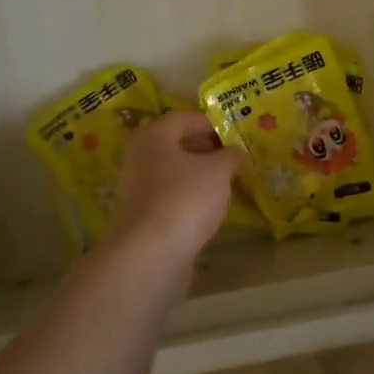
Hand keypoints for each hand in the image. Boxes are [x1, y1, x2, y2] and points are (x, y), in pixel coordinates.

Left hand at [104, 110, 245, 266]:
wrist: (151, 255)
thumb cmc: (185, 199)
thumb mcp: (218, 171)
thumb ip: (230, 156)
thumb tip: (236, 152)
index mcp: (153, 136)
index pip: (185, 118)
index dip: (212, 123)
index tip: (236, 134)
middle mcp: (140, 157)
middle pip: (177, 144)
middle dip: (207, 149)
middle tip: (235, 157)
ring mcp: (137, 188)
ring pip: (174, 171)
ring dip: (199, 174)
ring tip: (227, 182)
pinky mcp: (142, 216)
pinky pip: (171, 195)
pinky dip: (190, 196)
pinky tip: (210, 207)